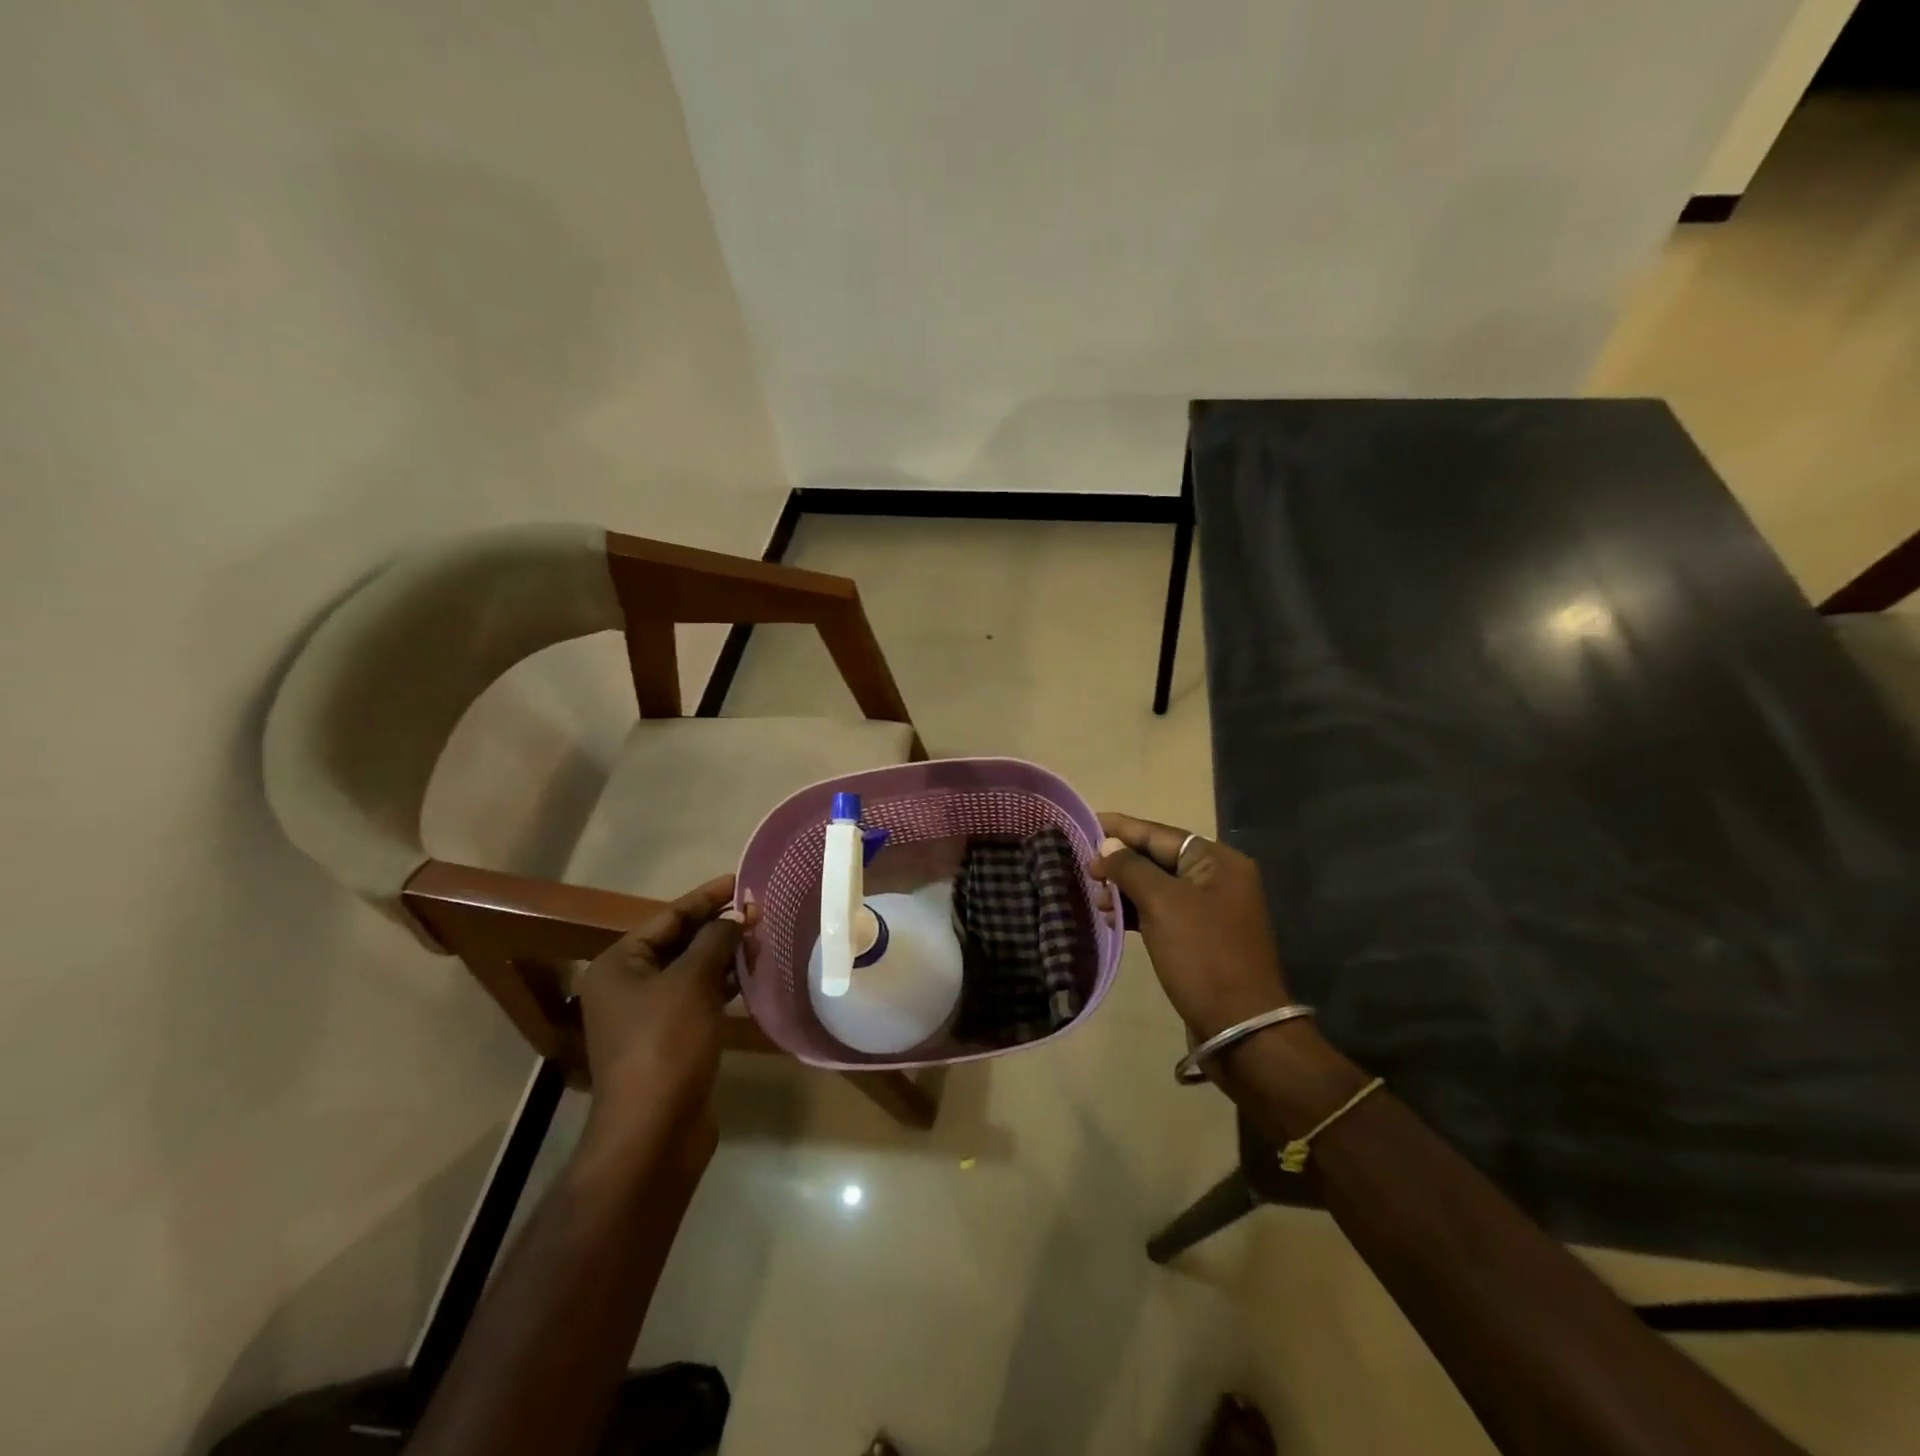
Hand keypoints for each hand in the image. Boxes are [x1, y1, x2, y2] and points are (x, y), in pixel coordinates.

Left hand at [577, 875, 746, 1161]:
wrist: (654, 1131)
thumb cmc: (666, 1043)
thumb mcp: (693, 981)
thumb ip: (716, 940)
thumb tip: (737, 916)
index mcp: (620, 965)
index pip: (669, 917)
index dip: (707, 897)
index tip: (741, 880)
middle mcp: (628, 986)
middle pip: (680, 943)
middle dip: (720, 927)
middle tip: (761, 910)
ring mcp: (649, 1016)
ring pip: (693, 972)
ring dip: (726, 956)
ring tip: (764, 938)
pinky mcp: (671, 1041)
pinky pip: (700, 999)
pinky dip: (725, 986)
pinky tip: (753, 978)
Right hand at [1090, 813, 1291, 1039]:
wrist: (1240, 1027)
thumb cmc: (1202, 955)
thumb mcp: (1163, 903)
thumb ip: (1131, 868)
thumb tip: (1108, 848)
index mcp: (1217, 861)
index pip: (1160, 833)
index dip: (1121, 828)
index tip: (1086, 822)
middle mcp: (1218, 879)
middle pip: (1158, 858)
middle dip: (1120, 862)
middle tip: (1084, 868)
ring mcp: (1211, 910)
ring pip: (1157, 886)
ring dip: (1125, 889)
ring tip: (1095, 899)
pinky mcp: (1201, 938)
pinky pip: (1162, 911)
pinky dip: (1137, 912)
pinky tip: (1112, 920)